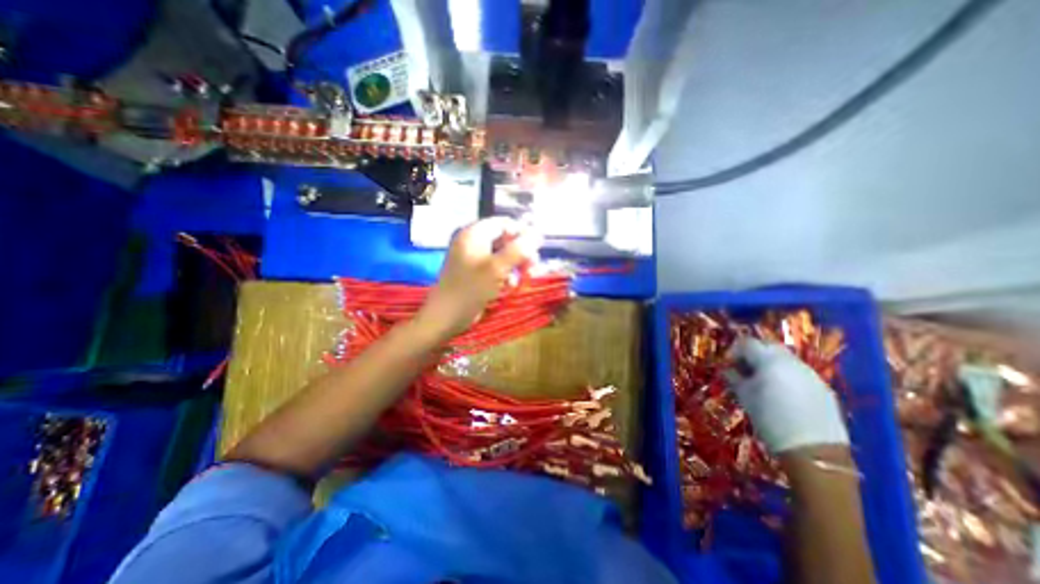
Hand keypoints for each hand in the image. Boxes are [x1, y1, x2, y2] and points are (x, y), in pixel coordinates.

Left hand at [418, 217, 543, 340]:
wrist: (447, 317)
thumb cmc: (470, 289)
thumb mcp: (496, 268)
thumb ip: (518, 250)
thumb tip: (537, 234)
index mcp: (474, 234)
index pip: (504, 223)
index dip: (522, 233)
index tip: (537, 247)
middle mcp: (474, 243)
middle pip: (505, 239)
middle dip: (521, 252)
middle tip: (533, 266)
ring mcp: (475, 259)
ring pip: (503, 255)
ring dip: (516, 266)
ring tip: (526, 277)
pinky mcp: (477, 274)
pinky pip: (497, 268)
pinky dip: (507, 275)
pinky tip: (511, 287)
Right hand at [726, 338, 847, 450]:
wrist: (813, 451)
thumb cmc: (770, 420)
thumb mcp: (745, 397)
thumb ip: (734, 378)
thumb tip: (727, 370)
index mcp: (770, 361)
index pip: (747, 343)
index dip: (735, 351)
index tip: (730, 365)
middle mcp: (792, 362)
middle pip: (768, 346)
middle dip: (754, 354)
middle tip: (745, 370)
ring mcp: (810, 374)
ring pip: (785, 358)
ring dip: (770, 364)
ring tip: (763, 383)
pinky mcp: (823, 387)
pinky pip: (799, 372)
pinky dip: (786, 375)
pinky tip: (782, 394)